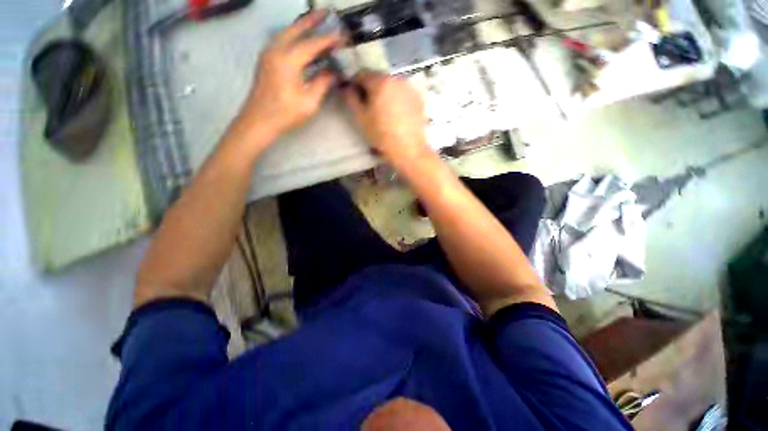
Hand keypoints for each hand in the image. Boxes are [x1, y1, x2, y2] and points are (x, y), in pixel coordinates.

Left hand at [239, 11, 343, 139]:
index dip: (329, 40)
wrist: (259, 120)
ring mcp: (269, 54)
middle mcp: (276, 50)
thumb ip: (322, 83)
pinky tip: (302, 40)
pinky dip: (294, 36)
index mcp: (288, 60)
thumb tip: (333, 72)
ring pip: (287, 33)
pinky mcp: (266, 60)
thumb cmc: (286, 114)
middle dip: (312, 20)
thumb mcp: (309, 102)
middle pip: (296, 29)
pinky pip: (282, 41)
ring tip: (316, 21)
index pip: (312, 44)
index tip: (343, 36)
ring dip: (302, 26)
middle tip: (327, 12)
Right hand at [343, 72, 428, 163]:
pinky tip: (397, 115)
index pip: (362, 74)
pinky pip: (403, 94)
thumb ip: (351, 98)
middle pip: (378, 79)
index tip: (353, 95)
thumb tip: (347, 87)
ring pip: (392, 86)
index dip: (354, 83)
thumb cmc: (381, 134)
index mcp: (381, 81)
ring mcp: (410, 88)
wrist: (408, 149)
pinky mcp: (419, 99)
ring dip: (385, 94)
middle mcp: (397, 78)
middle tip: (369, 106)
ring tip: (384, 112)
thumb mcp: (361, 118)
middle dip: (371, 89)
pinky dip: (397, 99)